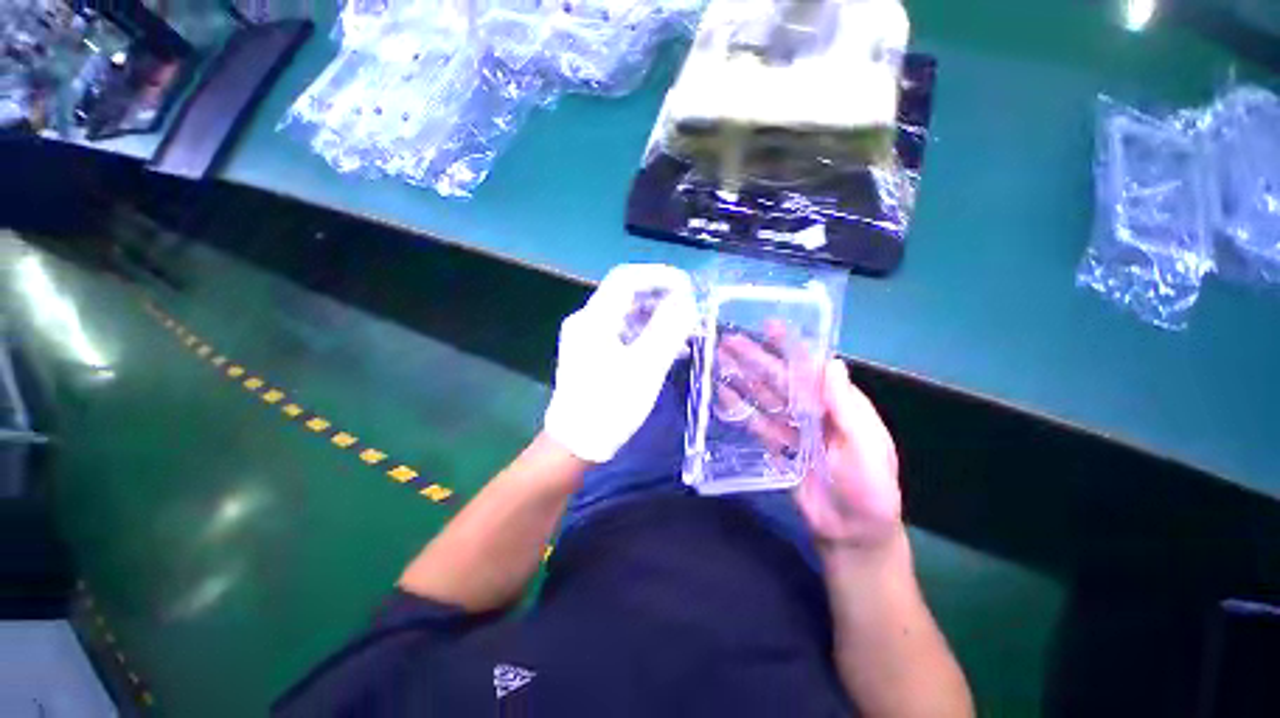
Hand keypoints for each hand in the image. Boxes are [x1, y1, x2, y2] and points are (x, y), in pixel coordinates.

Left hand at [544, 264, 697, 462]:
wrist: (576, 444)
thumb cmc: (610, 406)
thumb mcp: (645, 368)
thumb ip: (667, 330)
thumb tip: (685, 300)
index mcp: (594, 319)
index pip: (627, 278)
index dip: (659, 276)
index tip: (688, 287)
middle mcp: (586, 321)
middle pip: (626, 294)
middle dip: (661, 297)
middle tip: (690, 310)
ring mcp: (586, 338)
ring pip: (626, 314)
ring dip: (656, 317)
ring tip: (685, 331)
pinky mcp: (591, 353)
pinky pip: (622, 332)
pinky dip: (646, 334)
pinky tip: (667, 348)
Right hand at [716, 329, 901, 550]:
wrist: (851, 531)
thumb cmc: (869, 489)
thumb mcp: (866, 448)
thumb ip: (848, 408)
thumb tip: (832, 363)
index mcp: (838, 403)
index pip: (810, 367)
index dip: (791, 346)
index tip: (769, 325)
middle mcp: (813, 409)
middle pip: (779, 378)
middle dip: (755, 358)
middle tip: (728, 340)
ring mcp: (792, 426)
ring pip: (764, 396)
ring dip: (742, 378)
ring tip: (719, 361)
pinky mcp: (777, 444)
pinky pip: (756, 422)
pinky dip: (740, 408)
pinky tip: (723, 395)